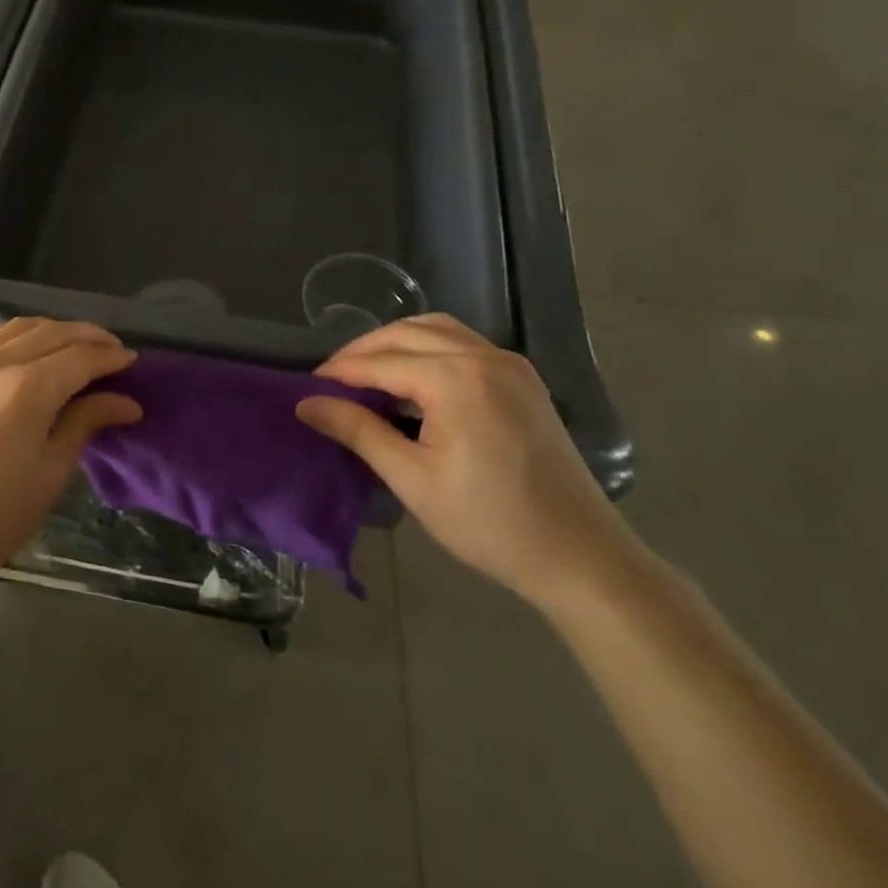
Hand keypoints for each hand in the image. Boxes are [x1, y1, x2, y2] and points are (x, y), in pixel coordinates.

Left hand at [0, 318, 141, 589]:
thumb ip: (86, 423)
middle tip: (113, 351)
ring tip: (76, 346)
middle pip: (51, 332)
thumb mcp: (50, 473)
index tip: (133, 361)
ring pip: (17, 328)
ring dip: (53, 331)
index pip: (79, 357)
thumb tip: (127, 402)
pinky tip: (28, 351)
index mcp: (24, 390)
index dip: (110, 356)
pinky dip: (16, 336)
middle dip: (88, 337)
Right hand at [295, 315, 643, 611]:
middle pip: (405, 333)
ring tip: (366, 374)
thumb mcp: (412, 478)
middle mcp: (484, 356)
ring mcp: (509, 364)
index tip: (305, 388)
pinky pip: (462, 343)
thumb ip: (357, 431)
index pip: (379, 361)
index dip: (338, 372)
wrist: (582, 558)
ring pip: (435, 329)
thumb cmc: (490, 524)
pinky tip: (412, 379)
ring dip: (395, 342)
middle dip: (362, 351)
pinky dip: (428, 348)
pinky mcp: (523, 379)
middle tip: (330, 381)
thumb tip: (306, 404)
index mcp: (456, 378)